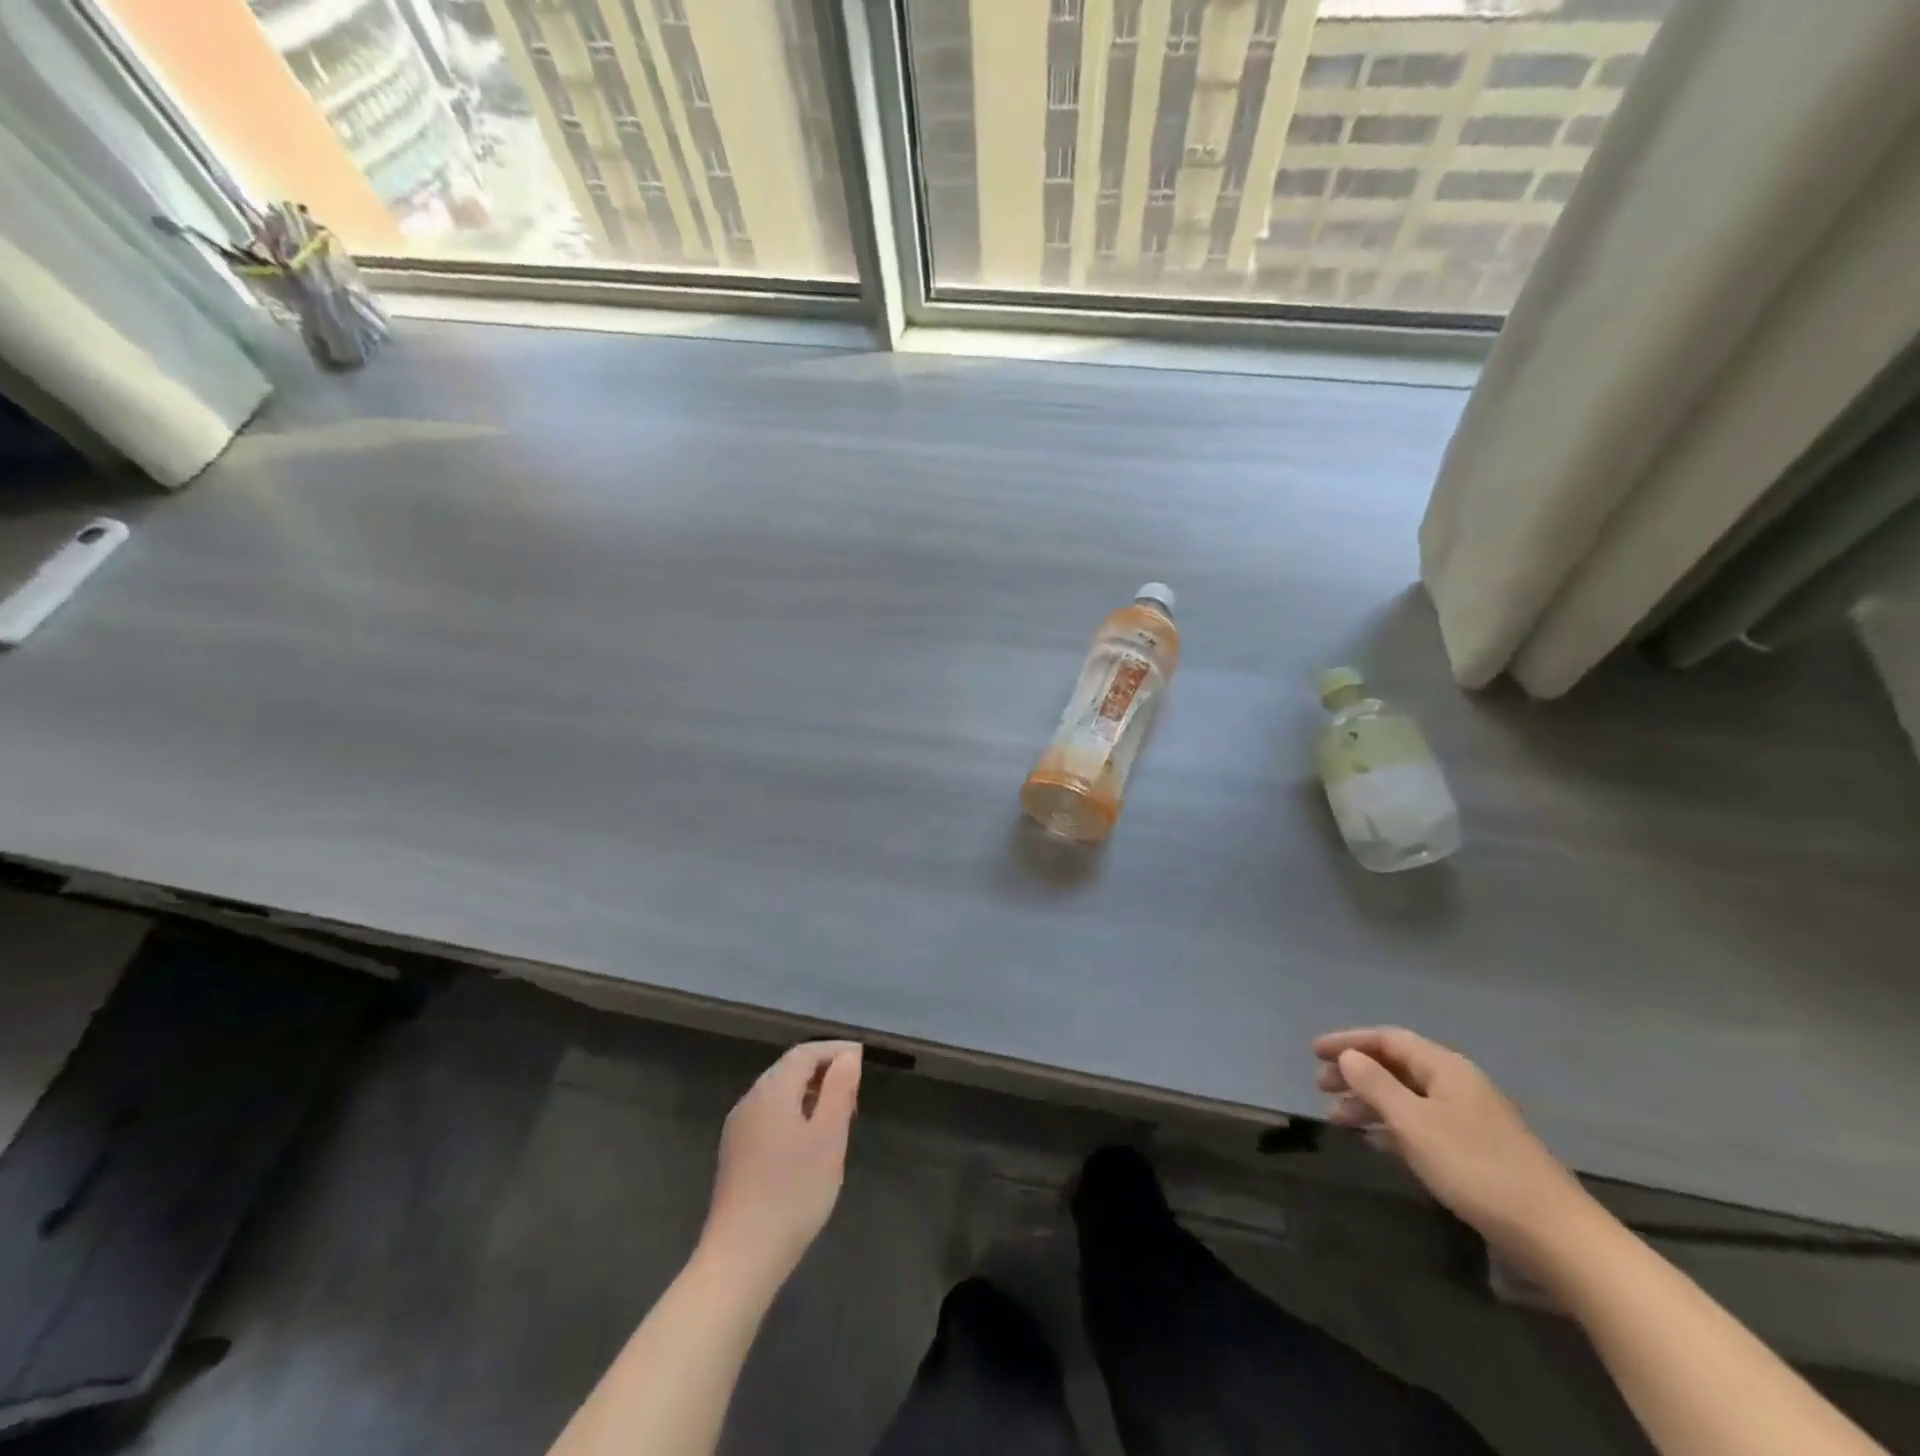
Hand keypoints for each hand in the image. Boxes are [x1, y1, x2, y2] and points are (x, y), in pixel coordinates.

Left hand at [700, 1041, 862, 1294]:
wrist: (740, 1258)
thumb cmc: (793, 1192)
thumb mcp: (828, 1137)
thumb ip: (839, 1089)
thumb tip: (848, 1055)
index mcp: (772, 1090)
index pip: (805, 1052)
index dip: (834, 1050)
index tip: (862, 1059)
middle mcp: (750, 1099)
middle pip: (789, 1069)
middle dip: (823, 1071)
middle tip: (854, 1092)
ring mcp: (738, 1128)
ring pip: (778, 1093)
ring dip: (809, 1093)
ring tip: (837, 1116)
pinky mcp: (735, 1154)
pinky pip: (769, 1116)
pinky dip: (793, 1113)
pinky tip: (808, 1142)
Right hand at [1313, 1027, 1595, 1269]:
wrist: (1555, 1236)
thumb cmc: (1475, 1168)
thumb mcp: (1414, 1122)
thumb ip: (1375, 1084)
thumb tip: (1348, 1057)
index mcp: (1445, 1068)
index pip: (1388, 1039)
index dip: (1348, 1042)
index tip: (1313, 1052)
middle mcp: (1457, 1085)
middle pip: (1396, 1066)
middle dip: (1356, 1072)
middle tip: (1320, 1086)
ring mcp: (1469, 1120)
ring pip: (1407, 1098)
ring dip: (1369, 1103)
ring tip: (1337, 1119)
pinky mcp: (1475, 1152)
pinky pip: (1420, 1125)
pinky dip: (1391, 1127)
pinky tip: (1373, 1142)